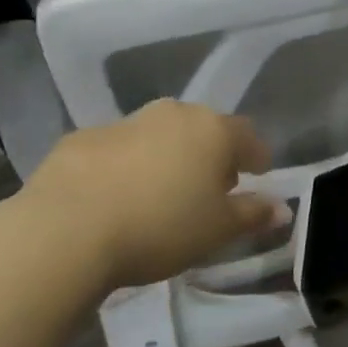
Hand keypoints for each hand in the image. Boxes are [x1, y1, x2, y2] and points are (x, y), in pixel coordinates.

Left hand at [10, 100, 285, 289]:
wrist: (64, 231)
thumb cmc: (160, 227)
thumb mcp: (217, 231)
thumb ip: (253, 215)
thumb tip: (283, 208)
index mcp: (213, 130)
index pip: (248, 136)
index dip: (256, 156)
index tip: (258, 175)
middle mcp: (173, 115)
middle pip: (202, 130)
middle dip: (209, 154)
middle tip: (207, 188)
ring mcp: (124, 123)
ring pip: (157, 136)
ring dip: (165, 157)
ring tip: (158, 194)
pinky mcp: (80, 139)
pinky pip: (115, 150)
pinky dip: (122, 167)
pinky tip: (112, 198)